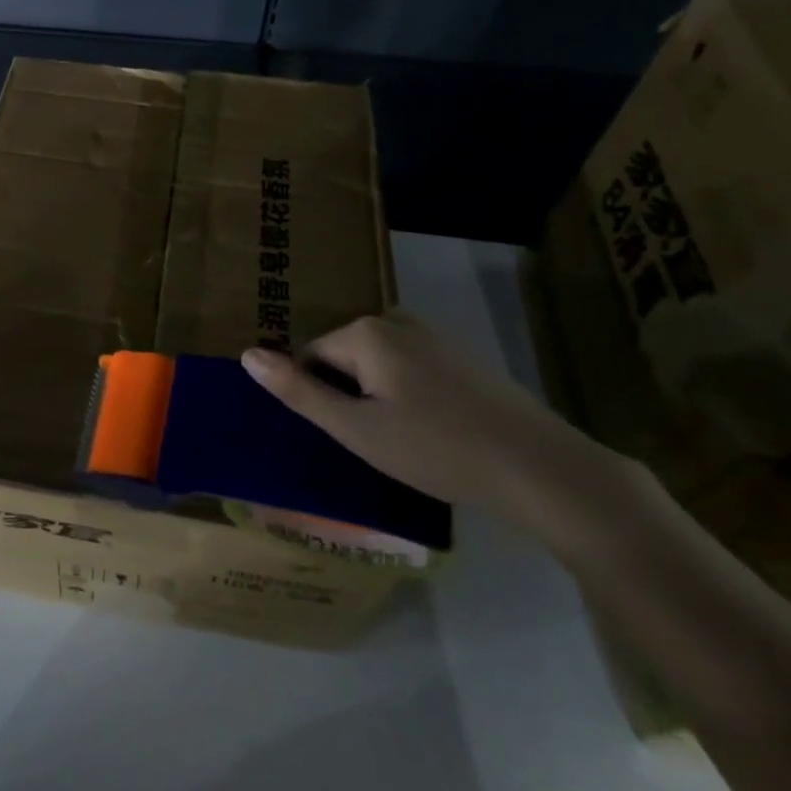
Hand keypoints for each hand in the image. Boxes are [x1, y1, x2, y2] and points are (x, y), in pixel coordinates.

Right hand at [241, 311, 615, 531]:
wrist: (543, 470)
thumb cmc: (437, 450)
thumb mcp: (356, 430)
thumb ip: (299, 392)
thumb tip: (247, 355)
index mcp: (366, 332)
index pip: (311, 356)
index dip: (321, 398)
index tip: (348, 434)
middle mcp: (397, 319)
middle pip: (344, 355)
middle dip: (349, 394)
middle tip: (376, 441)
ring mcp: (434, 335)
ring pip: (378, 363)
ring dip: (378, 396)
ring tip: (403, 440)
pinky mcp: (463, 356)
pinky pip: (411, 367)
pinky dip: (409, 394)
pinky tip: (433, 431)